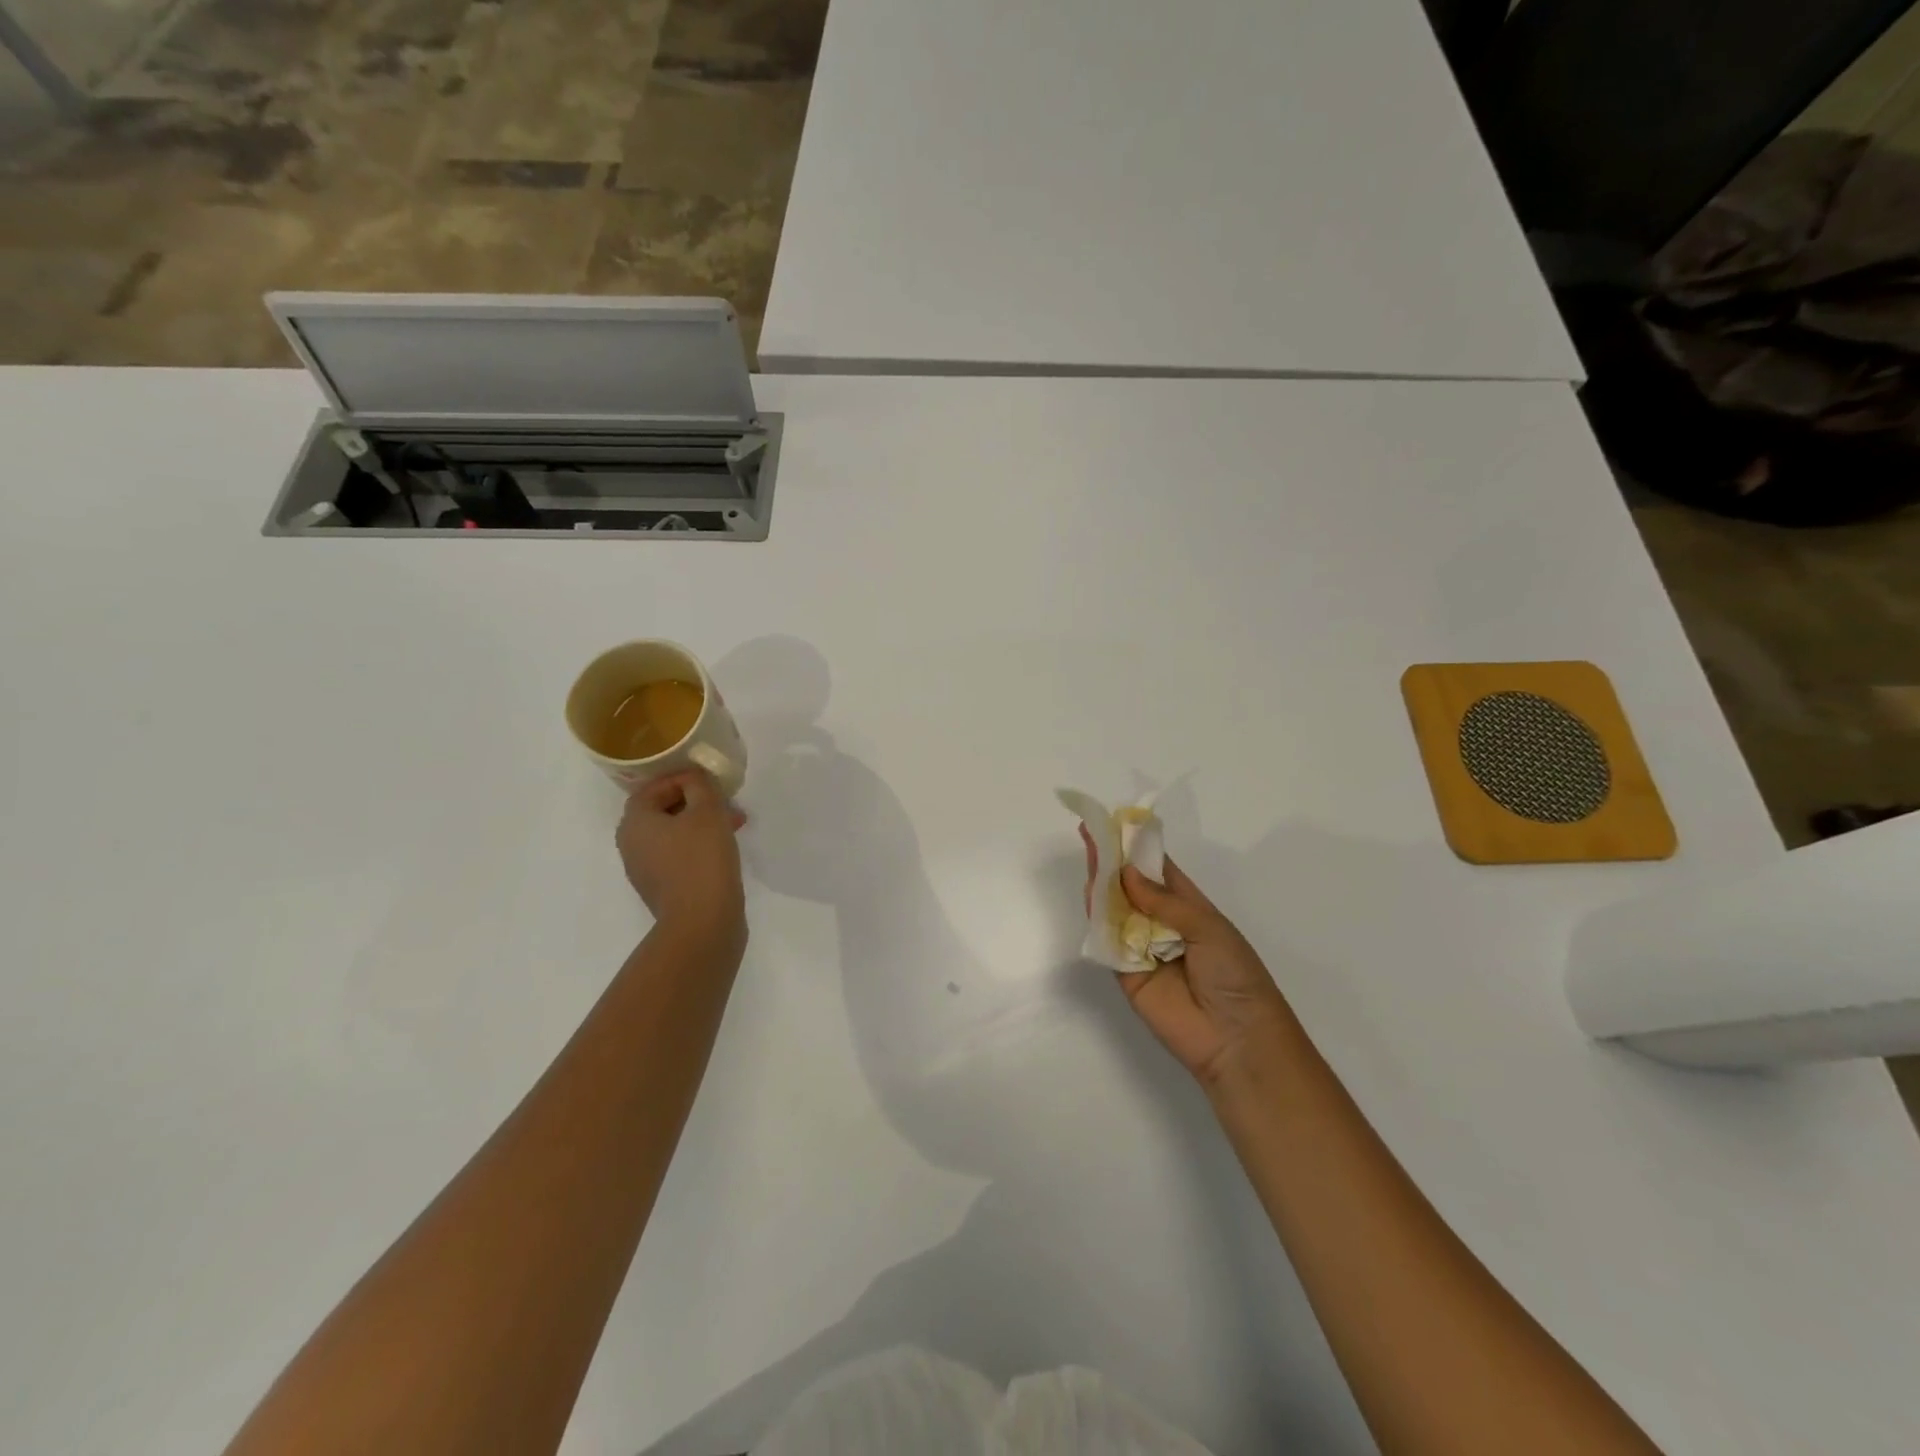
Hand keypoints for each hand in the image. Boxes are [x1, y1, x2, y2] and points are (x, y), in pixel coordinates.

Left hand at [618, 770, 746, 940]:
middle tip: (726, 801)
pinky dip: (699, 846)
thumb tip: (693, 779)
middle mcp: (632, 845)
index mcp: (635, 822)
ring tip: (735, 824)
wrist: (702, 922)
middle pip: (663, 811)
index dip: (682, 778)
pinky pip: (679, 856)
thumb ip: (699, 785)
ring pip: (674, 834)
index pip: (652, 788)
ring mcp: (645, 870)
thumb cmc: (701, 858)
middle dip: (696, 802)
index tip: (710, 779)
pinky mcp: (663, 889)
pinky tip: (725, 849)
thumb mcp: (707, 810)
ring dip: (701, 824)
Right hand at [1082, 827, 1293, 1091]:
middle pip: (1130, 886)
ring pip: (1114, 910)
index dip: (1136, 847)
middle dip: (1112, 861)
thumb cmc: (1235, 975)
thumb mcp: (1208, 927)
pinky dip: (1097, 920)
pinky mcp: (1125, 973)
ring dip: (1101, 885)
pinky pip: (1108, 941)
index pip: (1157, 870)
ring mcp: (1142, 948)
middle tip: (1091, 833)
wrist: (1237, 1039)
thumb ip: (1164, 901)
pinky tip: (1090, 895)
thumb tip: (1126, 873)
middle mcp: (1161, 923)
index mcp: (1188, 907)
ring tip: (1089, 856)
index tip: (1115, 823)